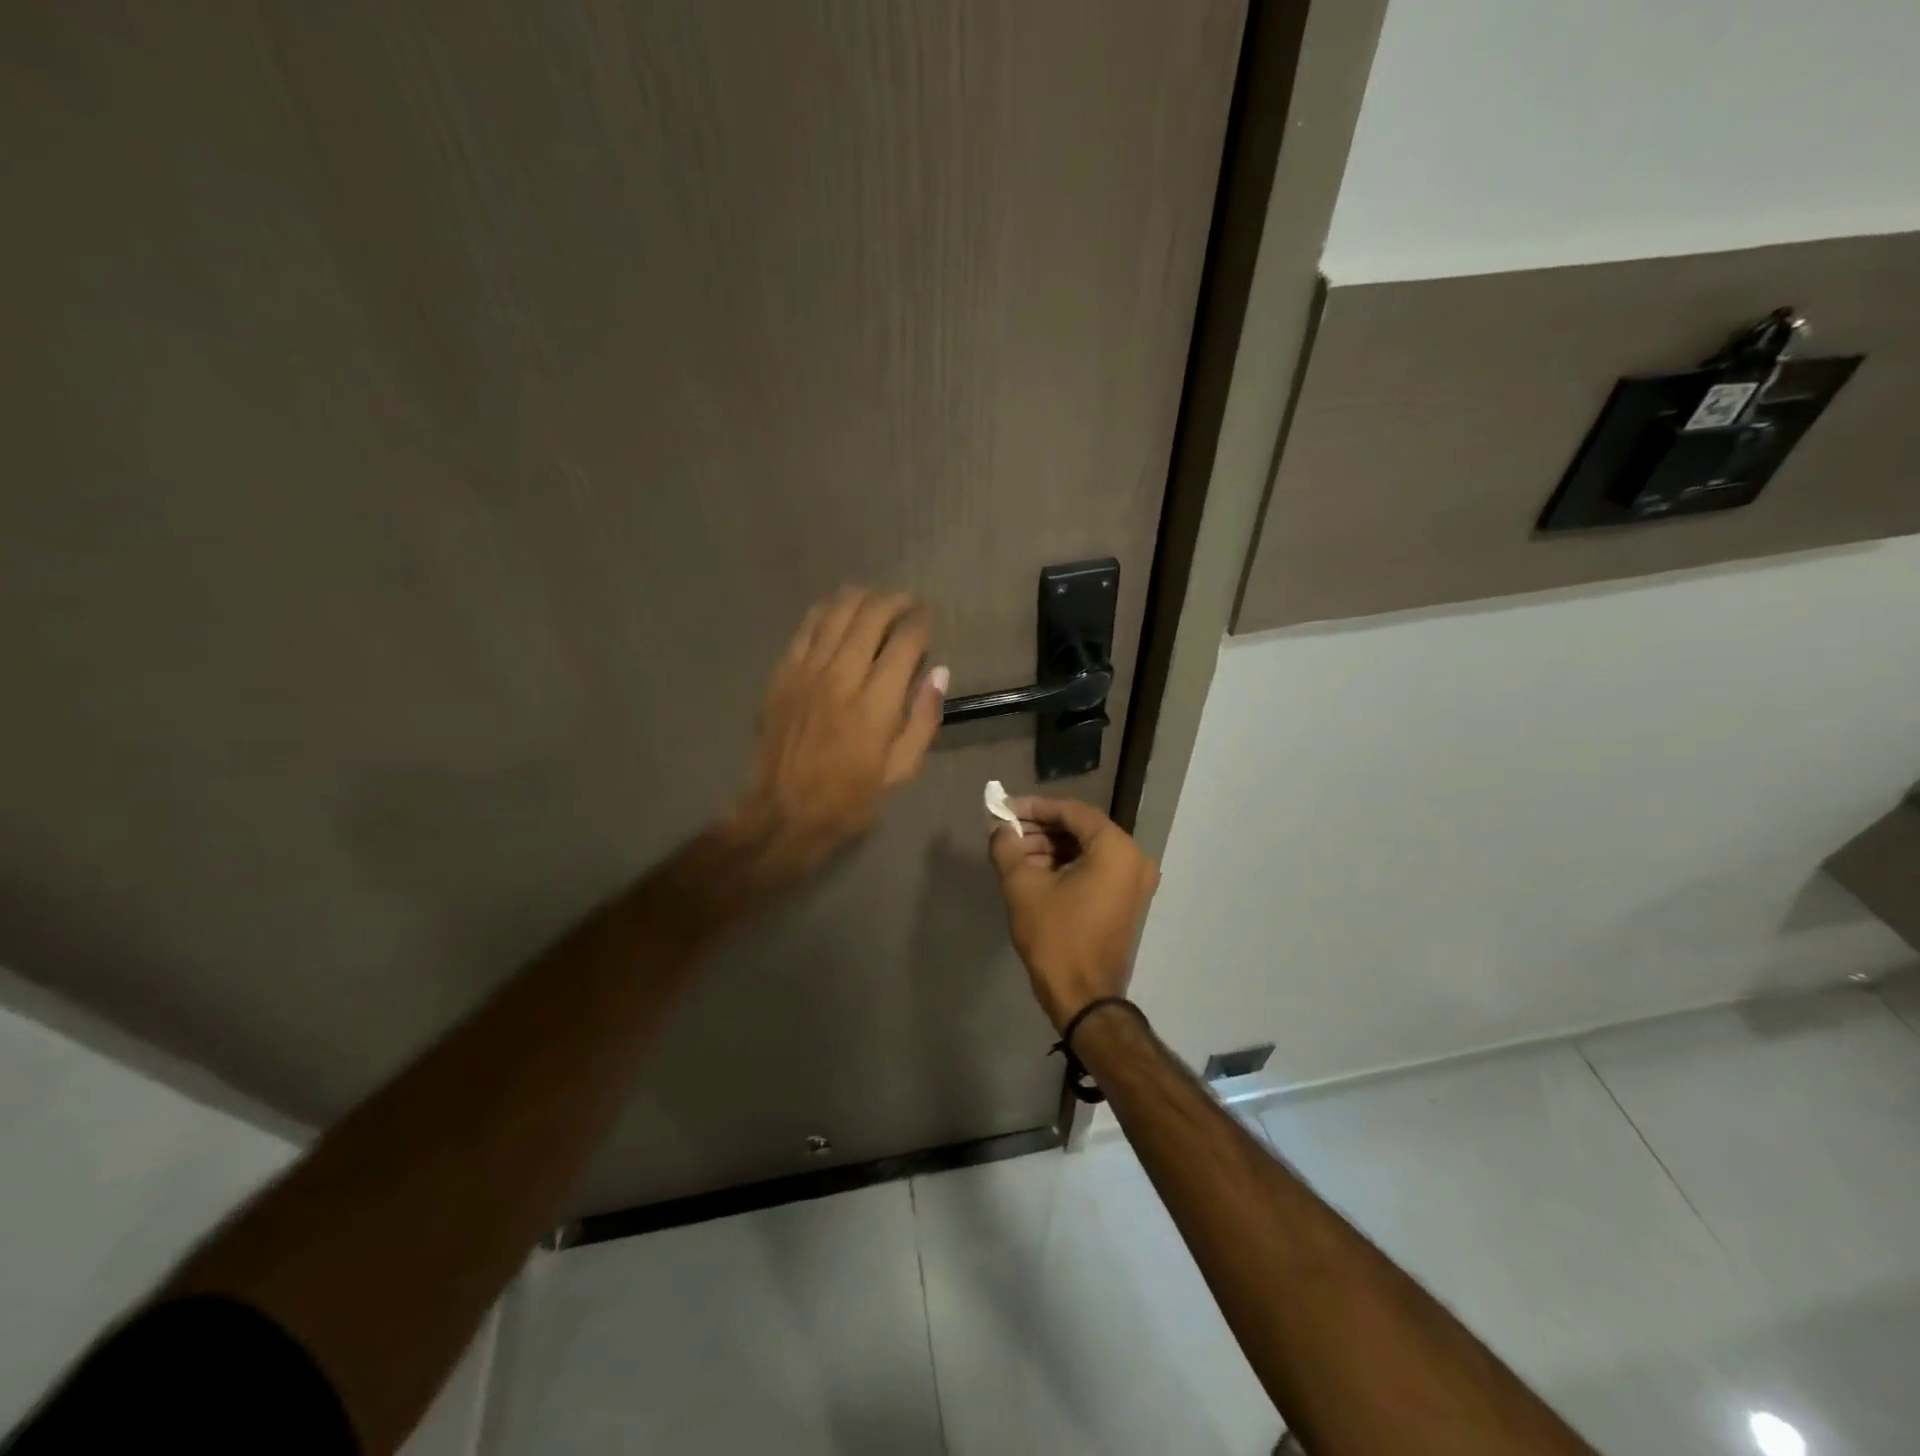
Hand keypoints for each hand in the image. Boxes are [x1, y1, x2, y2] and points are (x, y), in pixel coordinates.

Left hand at [729, 587, 947, 880]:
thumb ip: (924, 719)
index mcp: (876, 704)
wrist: (782, 812)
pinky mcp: (783, 673)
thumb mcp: (901, 770)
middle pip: (871, 615)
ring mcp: (807, 671)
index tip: (929, 618)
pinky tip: (838, 611)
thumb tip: (939, 672)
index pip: (905, 642)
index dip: (922, 622)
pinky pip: (806, 627)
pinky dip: (826, 611)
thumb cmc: (850, 798)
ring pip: (836, 612)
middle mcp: (841, 676)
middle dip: (896, 601)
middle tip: (908, 604)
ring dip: (862, 597)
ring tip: (877, 600)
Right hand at [988, 796, 1159, 1031]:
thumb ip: (1007, 847)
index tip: (1005, 809)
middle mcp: (1133, 859)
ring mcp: (1133, 881)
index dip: (1035, 807)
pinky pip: (1094, 869)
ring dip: (1050, 847)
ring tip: (1013, 853)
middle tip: (1005, 832)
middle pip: (1080, 829)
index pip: (1072, 812)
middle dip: (1040, 828)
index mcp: (1116, 849)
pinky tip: (1033, 870)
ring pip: (1086, 850)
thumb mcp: (1022, 886)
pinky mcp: (1125, 900)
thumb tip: (998, 827)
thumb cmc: (1055, 937)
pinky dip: (1065, 865)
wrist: (1084, 998)